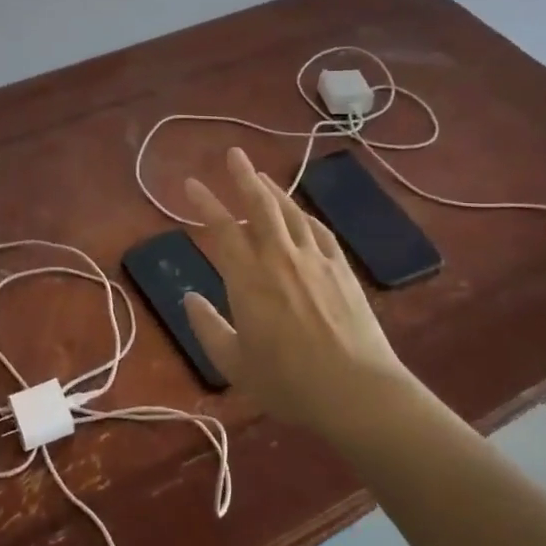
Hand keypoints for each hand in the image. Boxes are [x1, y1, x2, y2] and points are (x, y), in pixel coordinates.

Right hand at [182, 147, 425, 436]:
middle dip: (243, 176)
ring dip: (273, 190)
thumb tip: (189, 298)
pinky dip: (304, 215)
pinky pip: (320, 231)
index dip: (205, 203)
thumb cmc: (289, 383)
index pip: (222, 229)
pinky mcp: (342, 270)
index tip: (191, 184)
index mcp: (248, 280)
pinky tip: (300, 212)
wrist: (357, 391)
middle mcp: (280, 259)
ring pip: (290, 213)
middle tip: (234, 153)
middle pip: (260, 206)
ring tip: (260, 175)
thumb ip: (208, 327)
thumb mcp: (234, 364)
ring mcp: (315, 260)